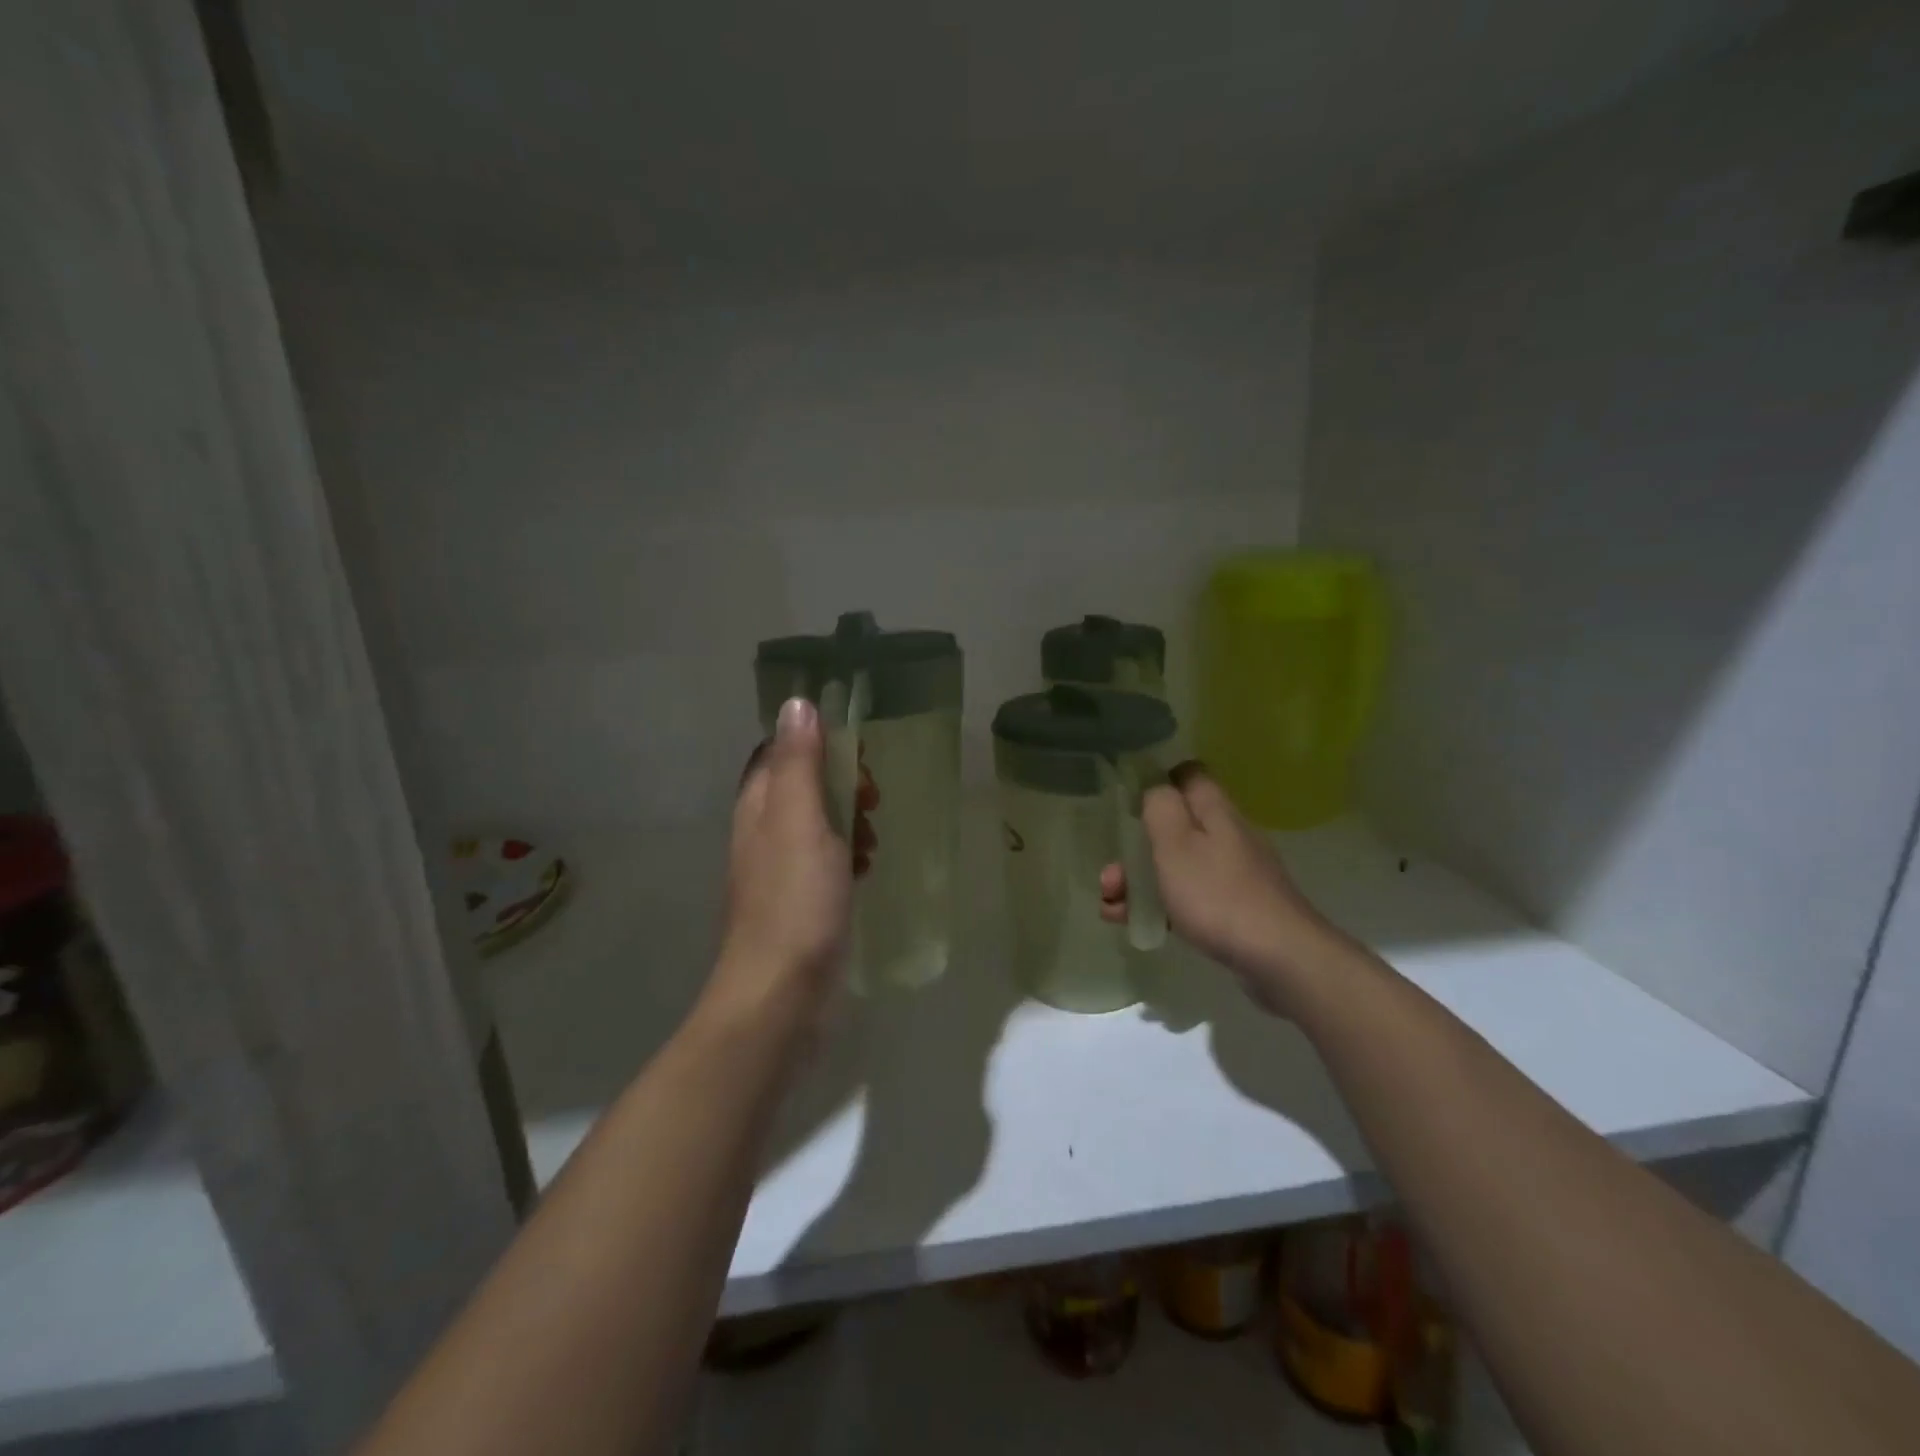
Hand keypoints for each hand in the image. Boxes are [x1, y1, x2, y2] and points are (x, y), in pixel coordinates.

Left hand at [709, 697, 850, 1030]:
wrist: (780, 995)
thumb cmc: (794, 902)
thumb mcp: (801, 821)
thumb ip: (799, 763)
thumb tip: (795, 703)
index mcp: (758, 806)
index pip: (778, 753)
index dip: (815, 742)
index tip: (855, 751)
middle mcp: (762, 833)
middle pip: (801, 787)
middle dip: (840, 783)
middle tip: (873, 798)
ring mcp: (779, 872)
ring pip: (817, 826)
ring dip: (848, 820)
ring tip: (875, 836)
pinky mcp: (799, 904)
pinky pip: (825, 862)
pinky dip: (848, 856)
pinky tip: (867, 871)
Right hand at [1099, 763, 1339, 1014]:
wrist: (1279, 958)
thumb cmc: (1217, 895)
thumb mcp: (1176, 843)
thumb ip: (1160, 807)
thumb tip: (1156, 787)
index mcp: (1215, 812)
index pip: (1188, 775)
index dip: (1158, 780)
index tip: (1127, 801)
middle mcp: (1227, 836)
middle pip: (1175, 827)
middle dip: (1135, 848)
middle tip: (1110, 876)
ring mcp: (1233, 874)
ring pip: (1177, 865)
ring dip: (1140, 881)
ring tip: (1112, 907)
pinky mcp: (1235, 908)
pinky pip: (1189, 897)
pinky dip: (1161, 906)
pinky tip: (1139, 925)